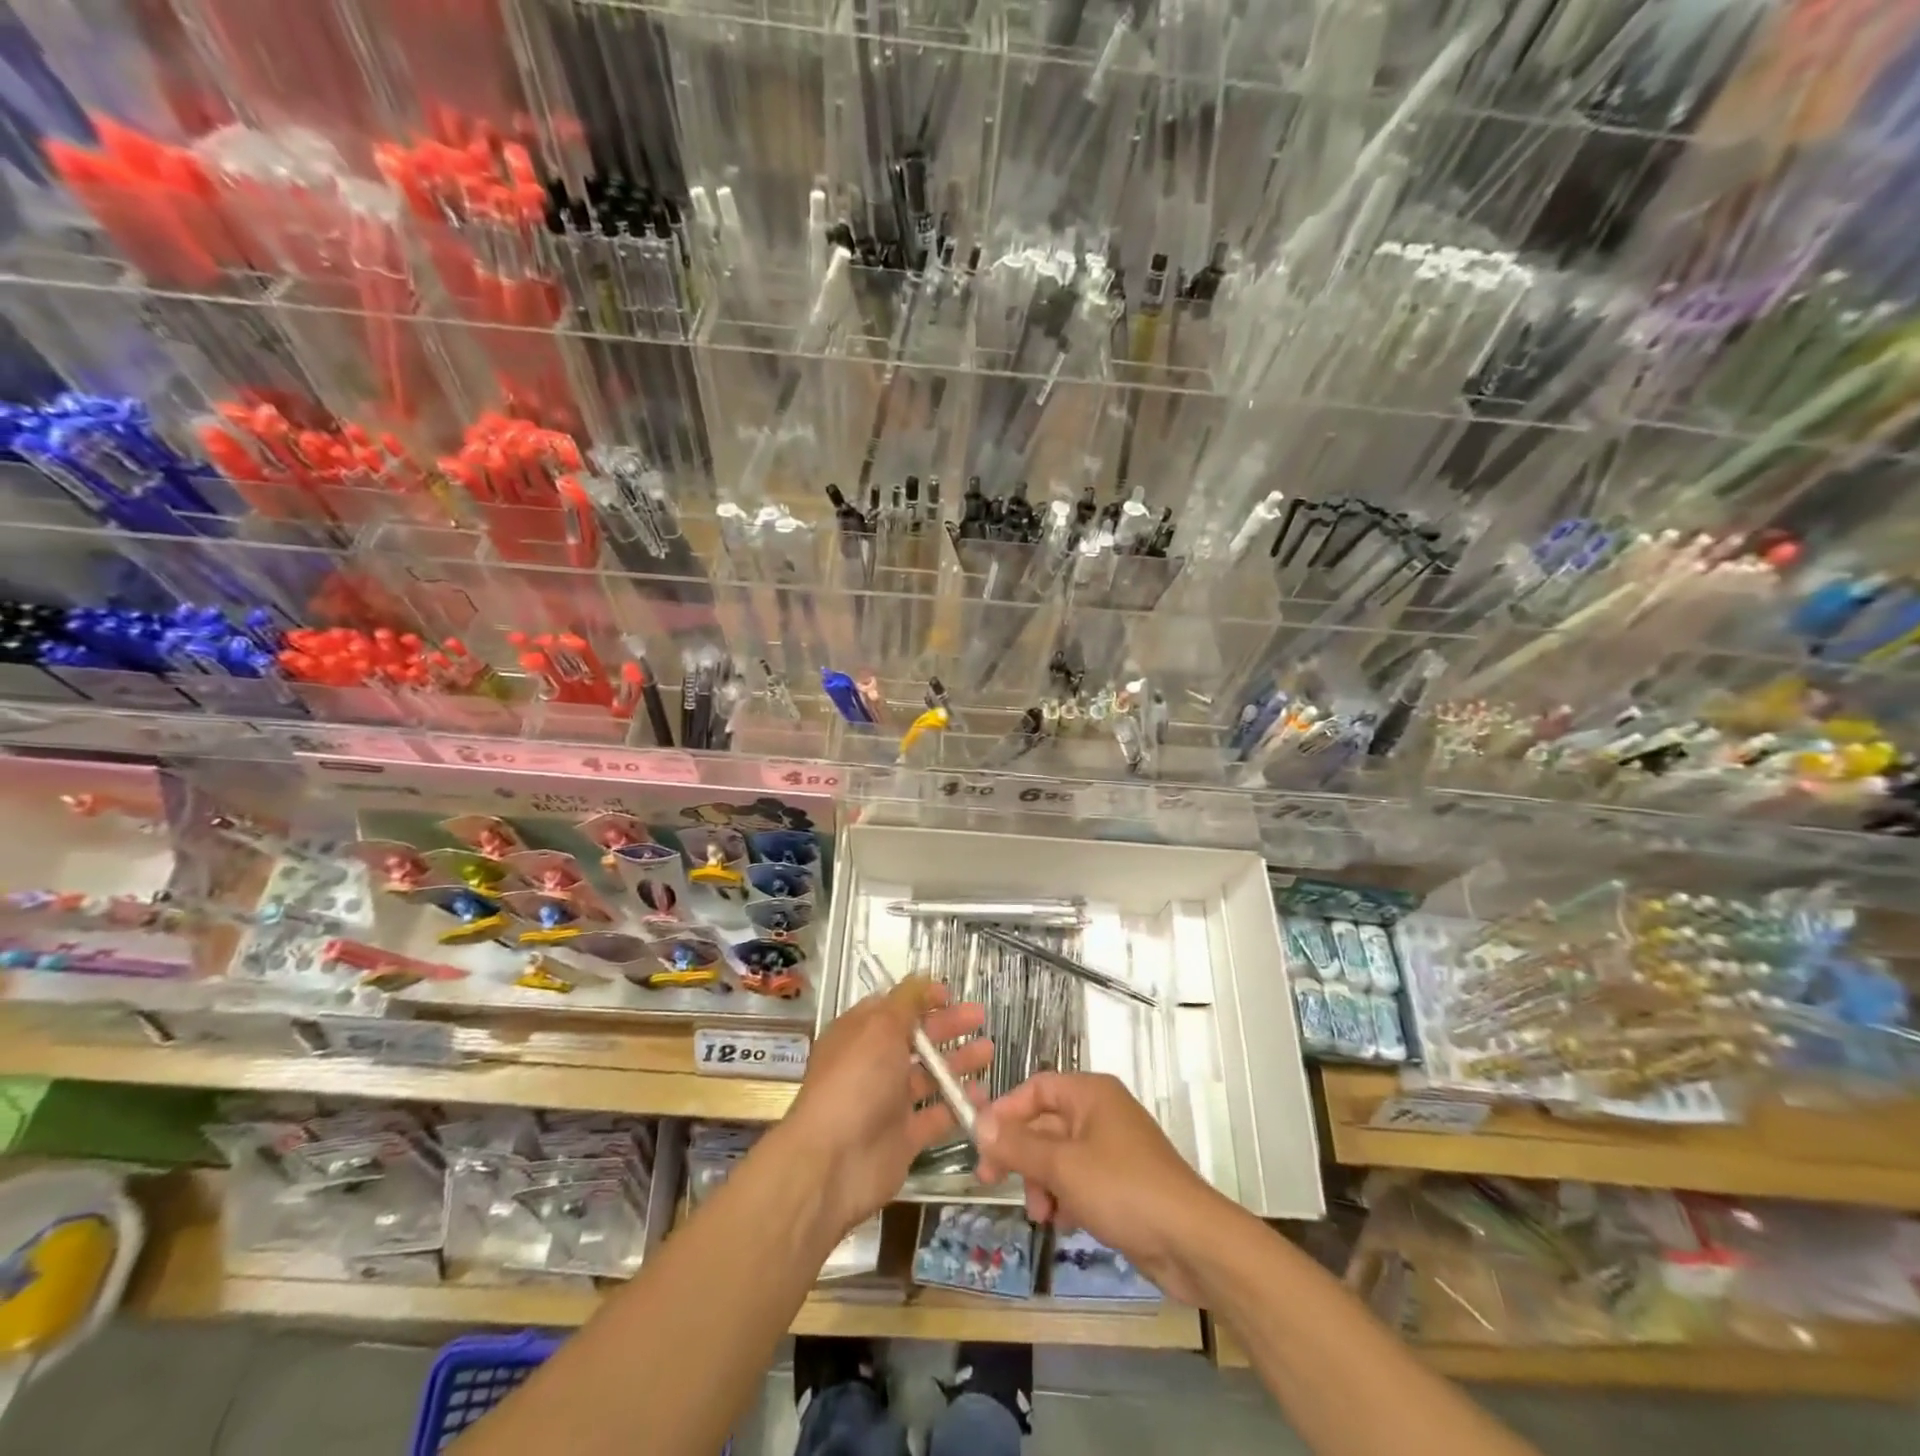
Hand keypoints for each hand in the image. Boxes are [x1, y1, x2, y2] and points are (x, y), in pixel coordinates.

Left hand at [783, 977, 990, 1240]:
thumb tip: (922, 976)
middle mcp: (873, 1064)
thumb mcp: (879, 1027)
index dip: (921, 999)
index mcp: (860, 1033)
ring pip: (929, 1075)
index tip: (951, 995)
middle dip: (948, 1026)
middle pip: (916, 1039)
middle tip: (980, 1018)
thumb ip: (906, 1002)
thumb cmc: (856, 1082)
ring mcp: (889, 1101)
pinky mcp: (904, 1136)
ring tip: (988, 1052)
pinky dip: (958, 1104)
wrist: (833, 1162)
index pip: (893, 1007)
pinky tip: (983, 1095)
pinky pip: (937, 1115)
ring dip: (958, 1062)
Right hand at [975, 1072, 1226, 1303]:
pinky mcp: (1122, 1183)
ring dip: (1043, 1183)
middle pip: (1046, 1124)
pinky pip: (1080, 1181)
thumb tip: (978, 1123)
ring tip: (1042, 1214)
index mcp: (1090, 1093)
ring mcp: (1113, 1149)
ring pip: (1060, 1157)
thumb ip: (1018, 1145)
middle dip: (1022, 1155)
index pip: (1036, 1089)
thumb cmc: (1123, 1189)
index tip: (981, 1143)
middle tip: (991, 1182)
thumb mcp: (1062, 1166)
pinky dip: (1066, 1198)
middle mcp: (1101, 1113)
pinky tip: (1064, 1223)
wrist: (1191, 1242)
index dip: (1006, 1112)